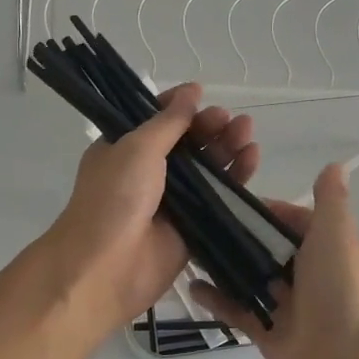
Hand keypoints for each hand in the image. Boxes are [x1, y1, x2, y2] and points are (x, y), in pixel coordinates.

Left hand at [43, 84, 259, 335]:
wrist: (106, 268)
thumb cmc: (114, 198)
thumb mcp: (137, 148)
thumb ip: (169, 121)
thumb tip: (192, 90)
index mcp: (124, 149)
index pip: (156, 119)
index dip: (179, 106)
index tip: (202, 94)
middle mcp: (147, 172)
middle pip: (187, 142)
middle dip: (209, 127)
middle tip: (230, 118)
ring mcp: (172, 200)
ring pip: (207, 168)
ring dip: (226, 147)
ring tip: (247, 131)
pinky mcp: (194, 226)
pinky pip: (219, 197)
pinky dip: (236, 177)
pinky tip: (252, 157)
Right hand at [189, 163, 358, 358]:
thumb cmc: (338, 293)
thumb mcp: (336, 235)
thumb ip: (330, 201)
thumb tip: (334, 165)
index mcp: (335, 252)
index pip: (300, 221)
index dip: (271, 210)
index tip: (235, 202)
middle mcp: (315, 278)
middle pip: (274, 249)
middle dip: (243, 236)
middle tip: (204, 220)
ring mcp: (292, 309)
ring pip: (255, 280)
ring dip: (228, 266)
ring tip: (192, 248)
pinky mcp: (271, 335)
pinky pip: (241, 312)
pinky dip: (219, 300)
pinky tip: (193, 286)